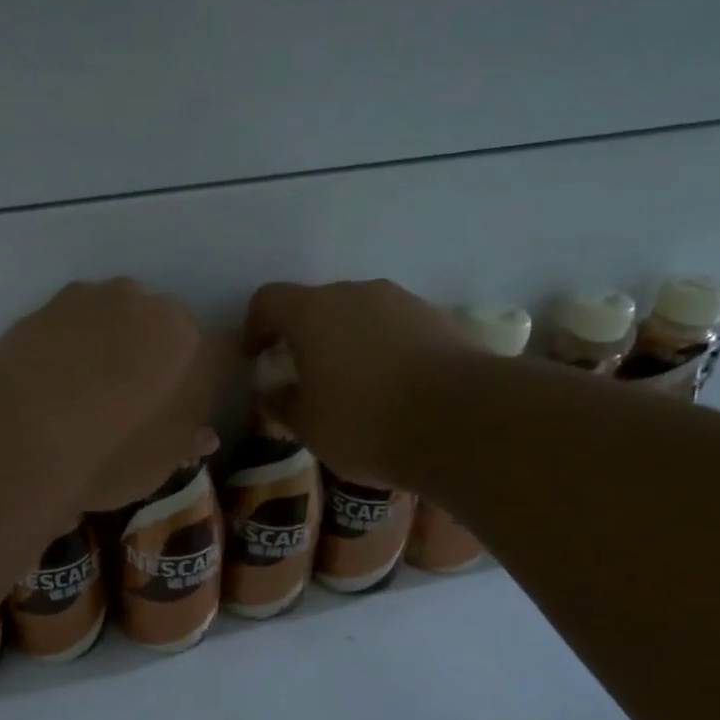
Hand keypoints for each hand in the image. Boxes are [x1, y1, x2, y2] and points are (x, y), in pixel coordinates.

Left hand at [0, 279, 224, 510]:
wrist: (21, 429)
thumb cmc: (109, 455)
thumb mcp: (157, 466)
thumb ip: (184, 441)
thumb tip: (200, 433)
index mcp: (197, 350)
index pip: (222, 357)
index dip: (204, 386)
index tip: (186, 411)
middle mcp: (158, 310)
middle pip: (170, 330)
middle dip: (159, 357)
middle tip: (135, 399)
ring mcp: (104, 297)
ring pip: (123, 317)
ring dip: (115, 342)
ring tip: (87, 386)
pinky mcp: (56, 298)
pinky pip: (80, 320)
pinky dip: (75, 341)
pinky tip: (55, 374)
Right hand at [243, 278, 464, 485]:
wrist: (463, 422)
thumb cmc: (366, 423)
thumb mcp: (308, 426)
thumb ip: (281, 403)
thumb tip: (272, 392)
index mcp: (312, 312)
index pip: (268, 300)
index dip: (255, 326)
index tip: (258, 358)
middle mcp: (355, 293)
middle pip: (316, 305)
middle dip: (304, 336)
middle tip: (305, 377)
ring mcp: (401, 302)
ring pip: (359, 314)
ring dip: (347, 342)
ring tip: (353, 386)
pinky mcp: (438, 319)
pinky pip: (395, 328)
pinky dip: (383, 349)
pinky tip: (393, 388)